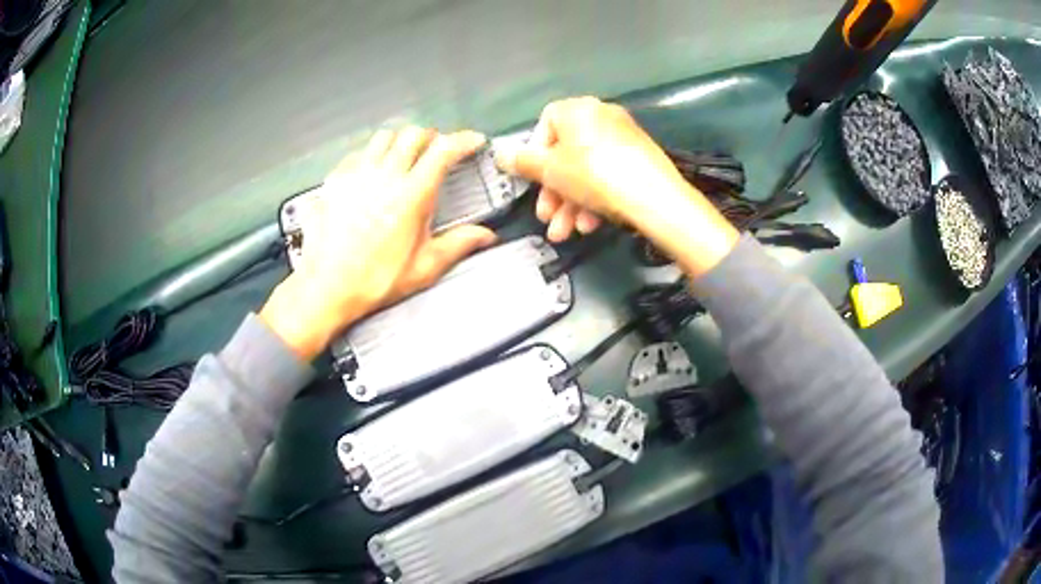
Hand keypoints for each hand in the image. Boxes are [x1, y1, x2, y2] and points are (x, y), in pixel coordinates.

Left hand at [261, 127, 496, 359]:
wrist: (327, 287)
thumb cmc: (375, 280)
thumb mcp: (424, 268)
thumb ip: (458, 245)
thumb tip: (487, 236)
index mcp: (412, 195)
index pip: (444, 150)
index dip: (463, 140)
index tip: (473, 141)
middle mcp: (385, 176)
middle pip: (413, 135)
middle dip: (431, 137)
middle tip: (438, 151)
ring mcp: (357, 174)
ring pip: (384, 137)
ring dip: (400, 141)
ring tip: (405, 156)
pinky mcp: (336, 180)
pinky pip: (358, 153)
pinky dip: (372, 154)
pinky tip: (373, 171)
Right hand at [496, 96, 737, 276]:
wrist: (655, 197)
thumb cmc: (594, 175)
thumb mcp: (550, 171)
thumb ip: (522, 162)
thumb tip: (499, 154)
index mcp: (578, 109)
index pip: (545, 124)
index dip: (534, 156)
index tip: (533, 181)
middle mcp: (601, 116)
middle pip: (566, 155)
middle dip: (553, 192)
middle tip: (547, 218)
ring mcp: (624, 138)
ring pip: (586, 171)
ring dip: (571, 204)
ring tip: (567, 233)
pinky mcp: (640, 160)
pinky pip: (608, 176)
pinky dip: (596, 200)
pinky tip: (591, 226)